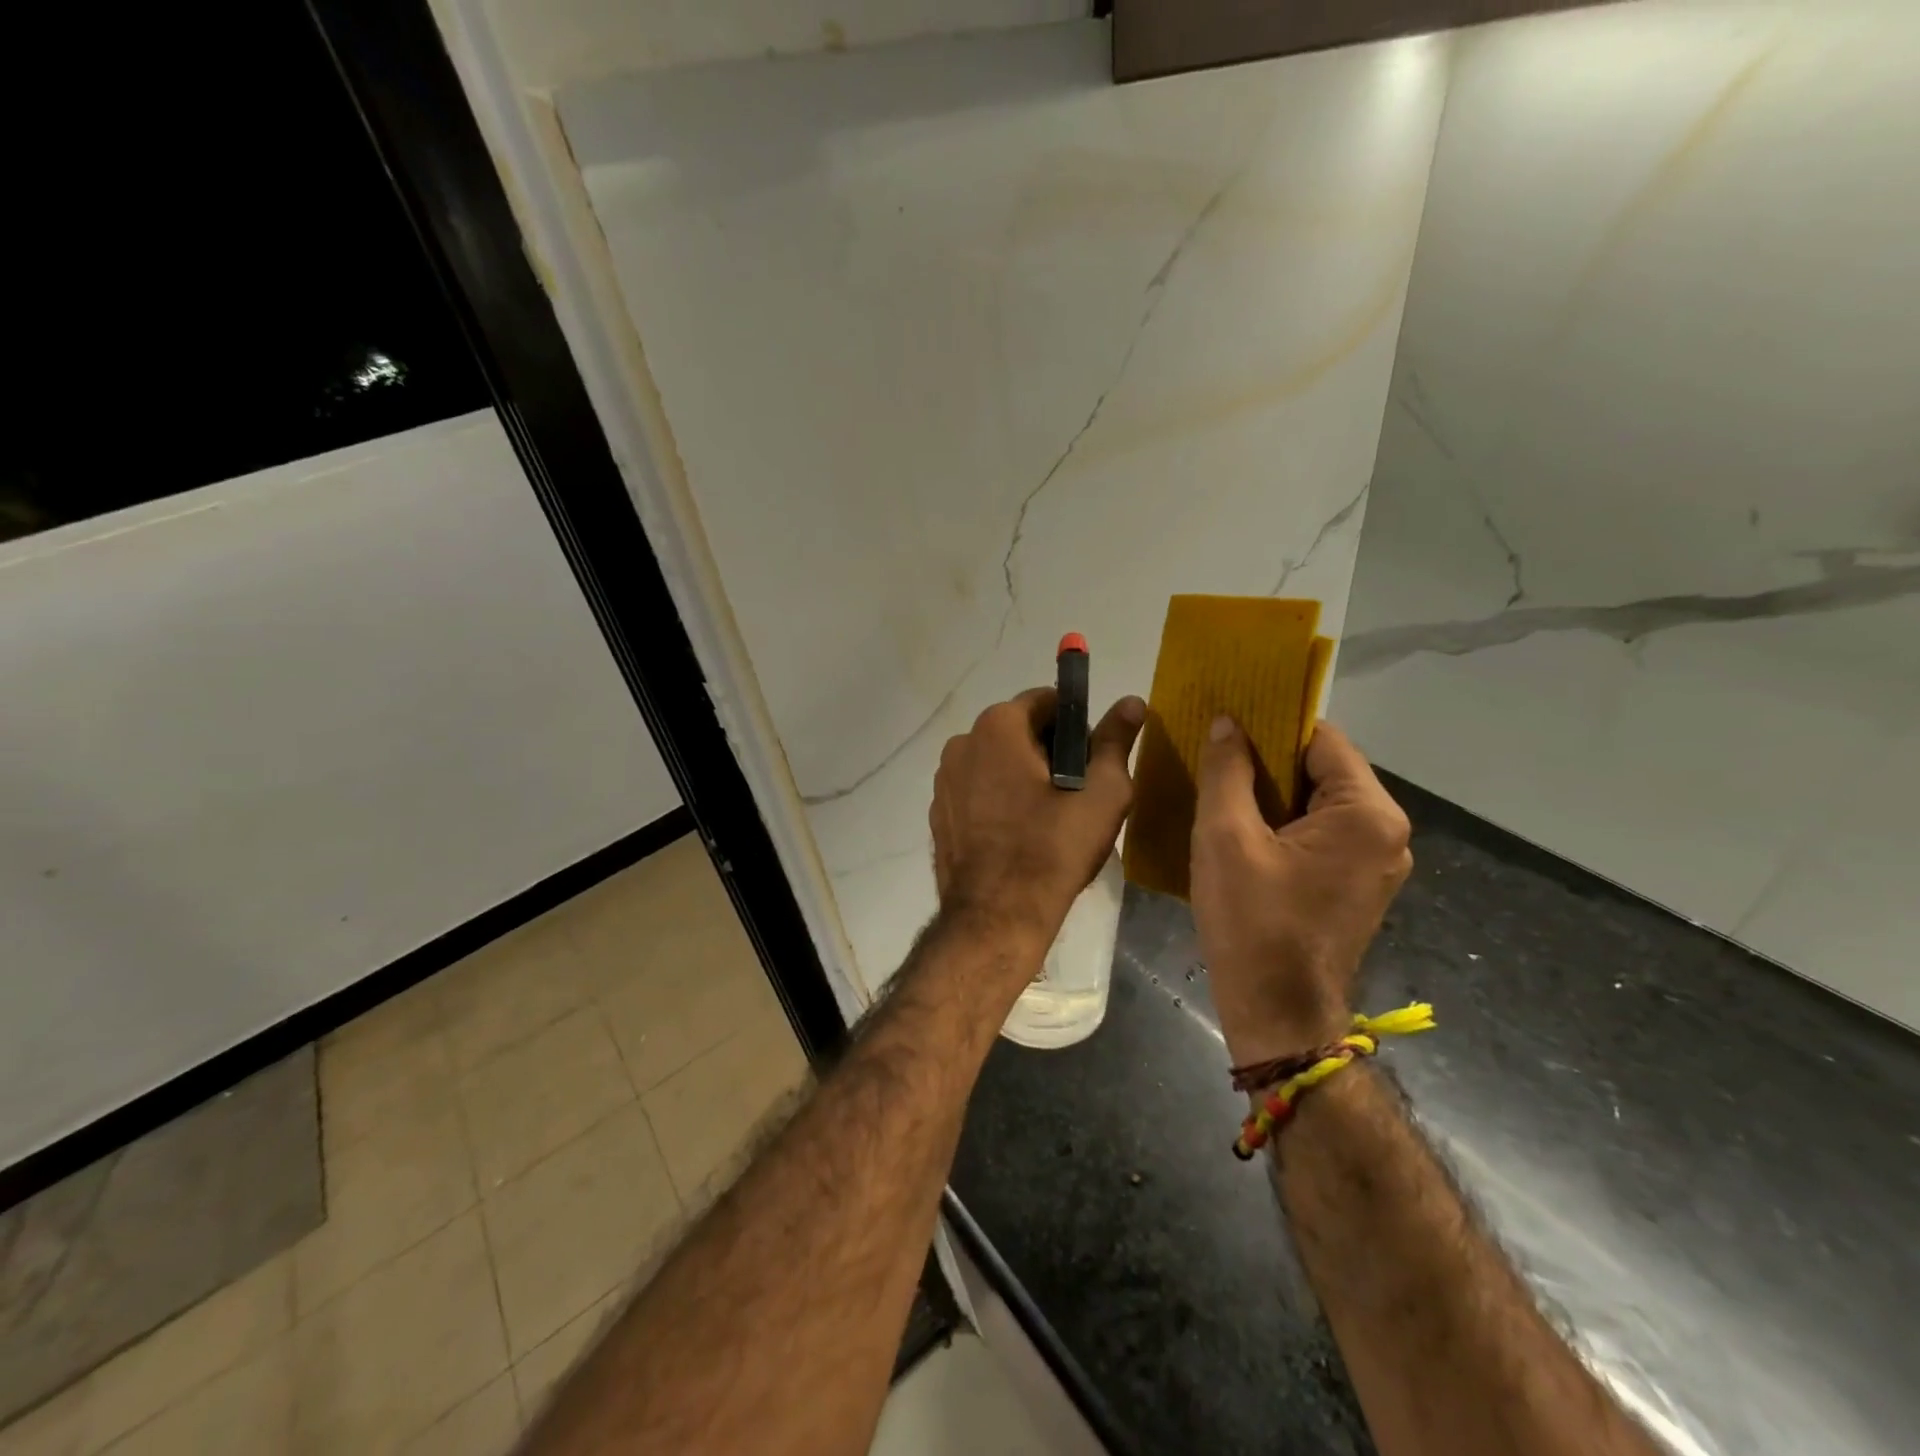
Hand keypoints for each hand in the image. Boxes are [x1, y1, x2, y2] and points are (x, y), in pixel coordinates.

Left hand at [931, 688, 1144, 951]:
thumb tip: (1132, 701)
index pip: (1046, 702)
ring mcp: (943, 779)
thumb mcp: (1102, 793)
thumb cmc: (1054, 849)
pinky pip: (975, 790)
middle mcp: (962, 742)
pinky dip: (997, 799)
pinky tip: (1016, 834)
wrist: (996, 916)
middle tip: (1074, 793)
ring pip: (995, 761)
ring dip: (1020, 775)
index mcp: (998, 727)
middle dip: (1048, 751)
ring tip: (1046, 818)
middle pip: (1017, 730)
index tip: (1089, 762)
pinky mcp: (937, 812)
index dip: (1075, 726)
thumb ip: (1115, 741)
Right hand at [1191, 718, 1411, 1065]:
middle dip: (1269, 762)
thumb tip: (1228, 723)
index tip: (1227, 725)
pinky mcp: (1359, 886)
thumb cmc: (1252, 921)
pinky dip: (1286, 824)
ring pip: (1320, 803)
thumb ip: (1227, 771)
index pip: (1321, 739)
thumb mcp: (1225, 837)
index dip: (1272, 726)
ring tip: (1223, 791)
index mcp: (1367, 814)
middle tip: (1216, 758)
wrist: (1277, 1014)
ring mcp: (1378, 863)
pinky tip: (1244, 831)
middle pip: (1324, 771)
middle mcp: (1388, 833)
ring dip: (1274, 794)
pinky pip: (1322, 834)